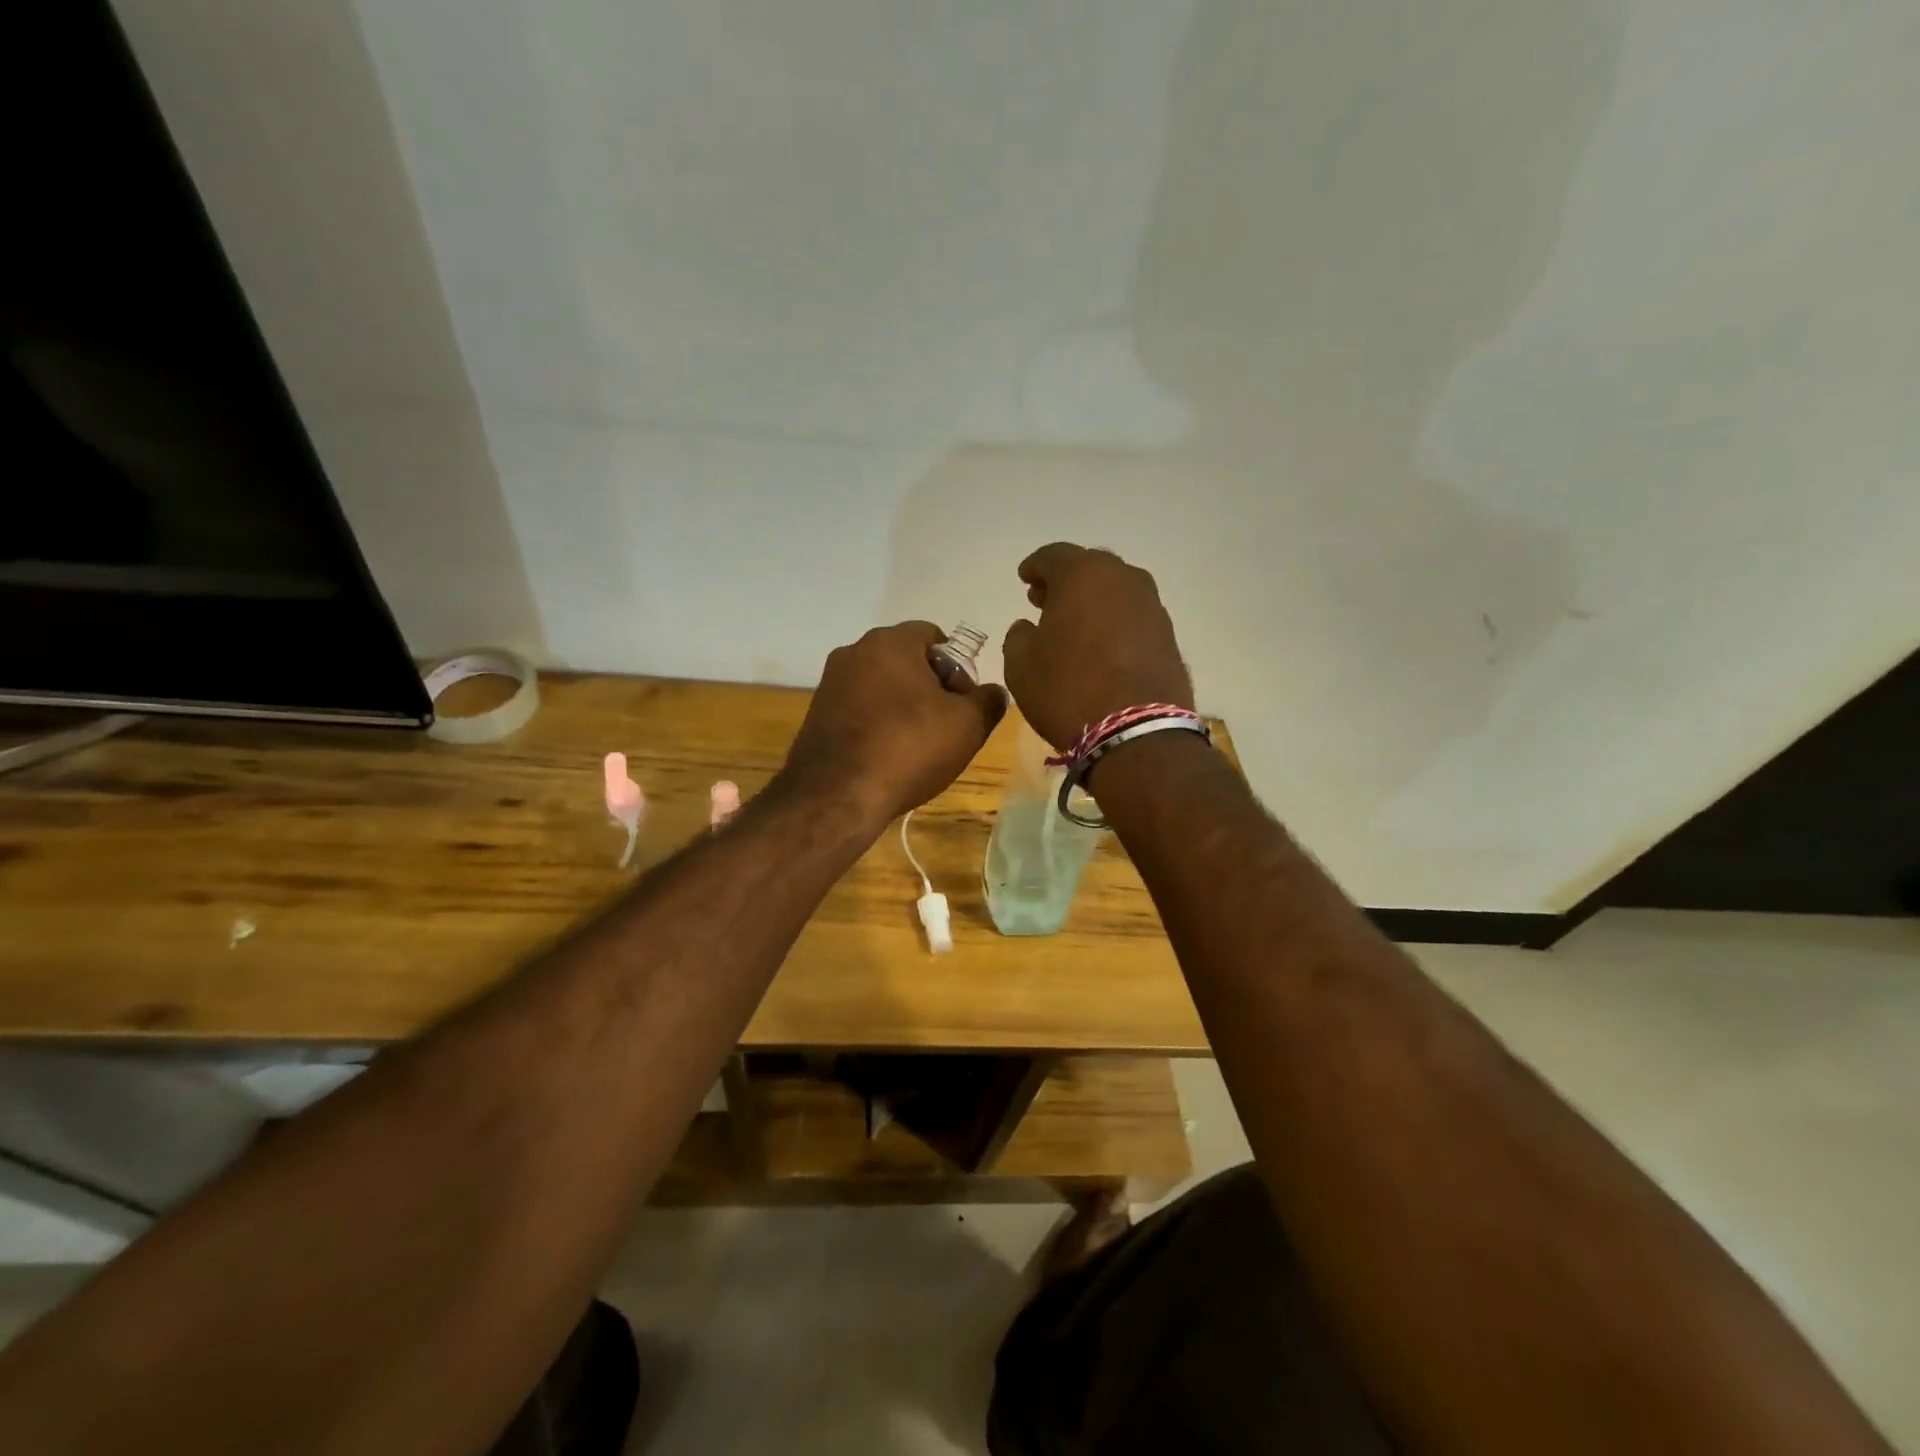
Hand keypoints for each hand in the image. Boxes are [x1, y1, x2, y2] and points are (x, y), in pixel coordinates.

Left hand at [782, 622, 1006, 823]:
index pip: (933, 635)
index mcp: (890, 642)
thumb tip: (992, 692)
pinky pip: (859, 710)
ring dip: (902, 707)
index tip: (963, 702)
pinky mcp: (816, 715)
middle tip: (946, 725)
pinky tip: (887, 757)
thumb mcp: (968, 725)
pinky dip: (877, 724)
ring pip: (881, 686)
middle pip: (905, 660)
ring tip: (916, 746)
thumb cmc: (909, 748)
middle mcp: (853, 652)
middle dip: (930, 687)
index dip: (957, 666)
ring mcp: (830, 684)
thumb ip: (988, 701)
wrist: (837, 796)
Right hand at [1001, 543, 1193, 750]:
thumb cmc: (1067, 690)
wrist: (1136, 732)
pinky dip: (1114, 623)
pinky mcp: (1168, 635)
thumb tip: (1029, 627)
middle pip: (1089, 568)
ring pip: (1115, 591)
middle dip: (1065, 582)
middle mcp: (1122, 579)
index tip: (1024, 580)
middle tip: (1046, 601)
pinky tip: (1101, 646)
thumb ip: (1019, 636)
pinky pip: (1133, 617)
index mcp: (1082, 575)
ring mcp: (1151, 606)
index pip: (1052, 556)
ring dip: (1093, 601)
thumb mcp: (1020, 665)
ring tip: (1074, 626)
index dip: (1035, 567)